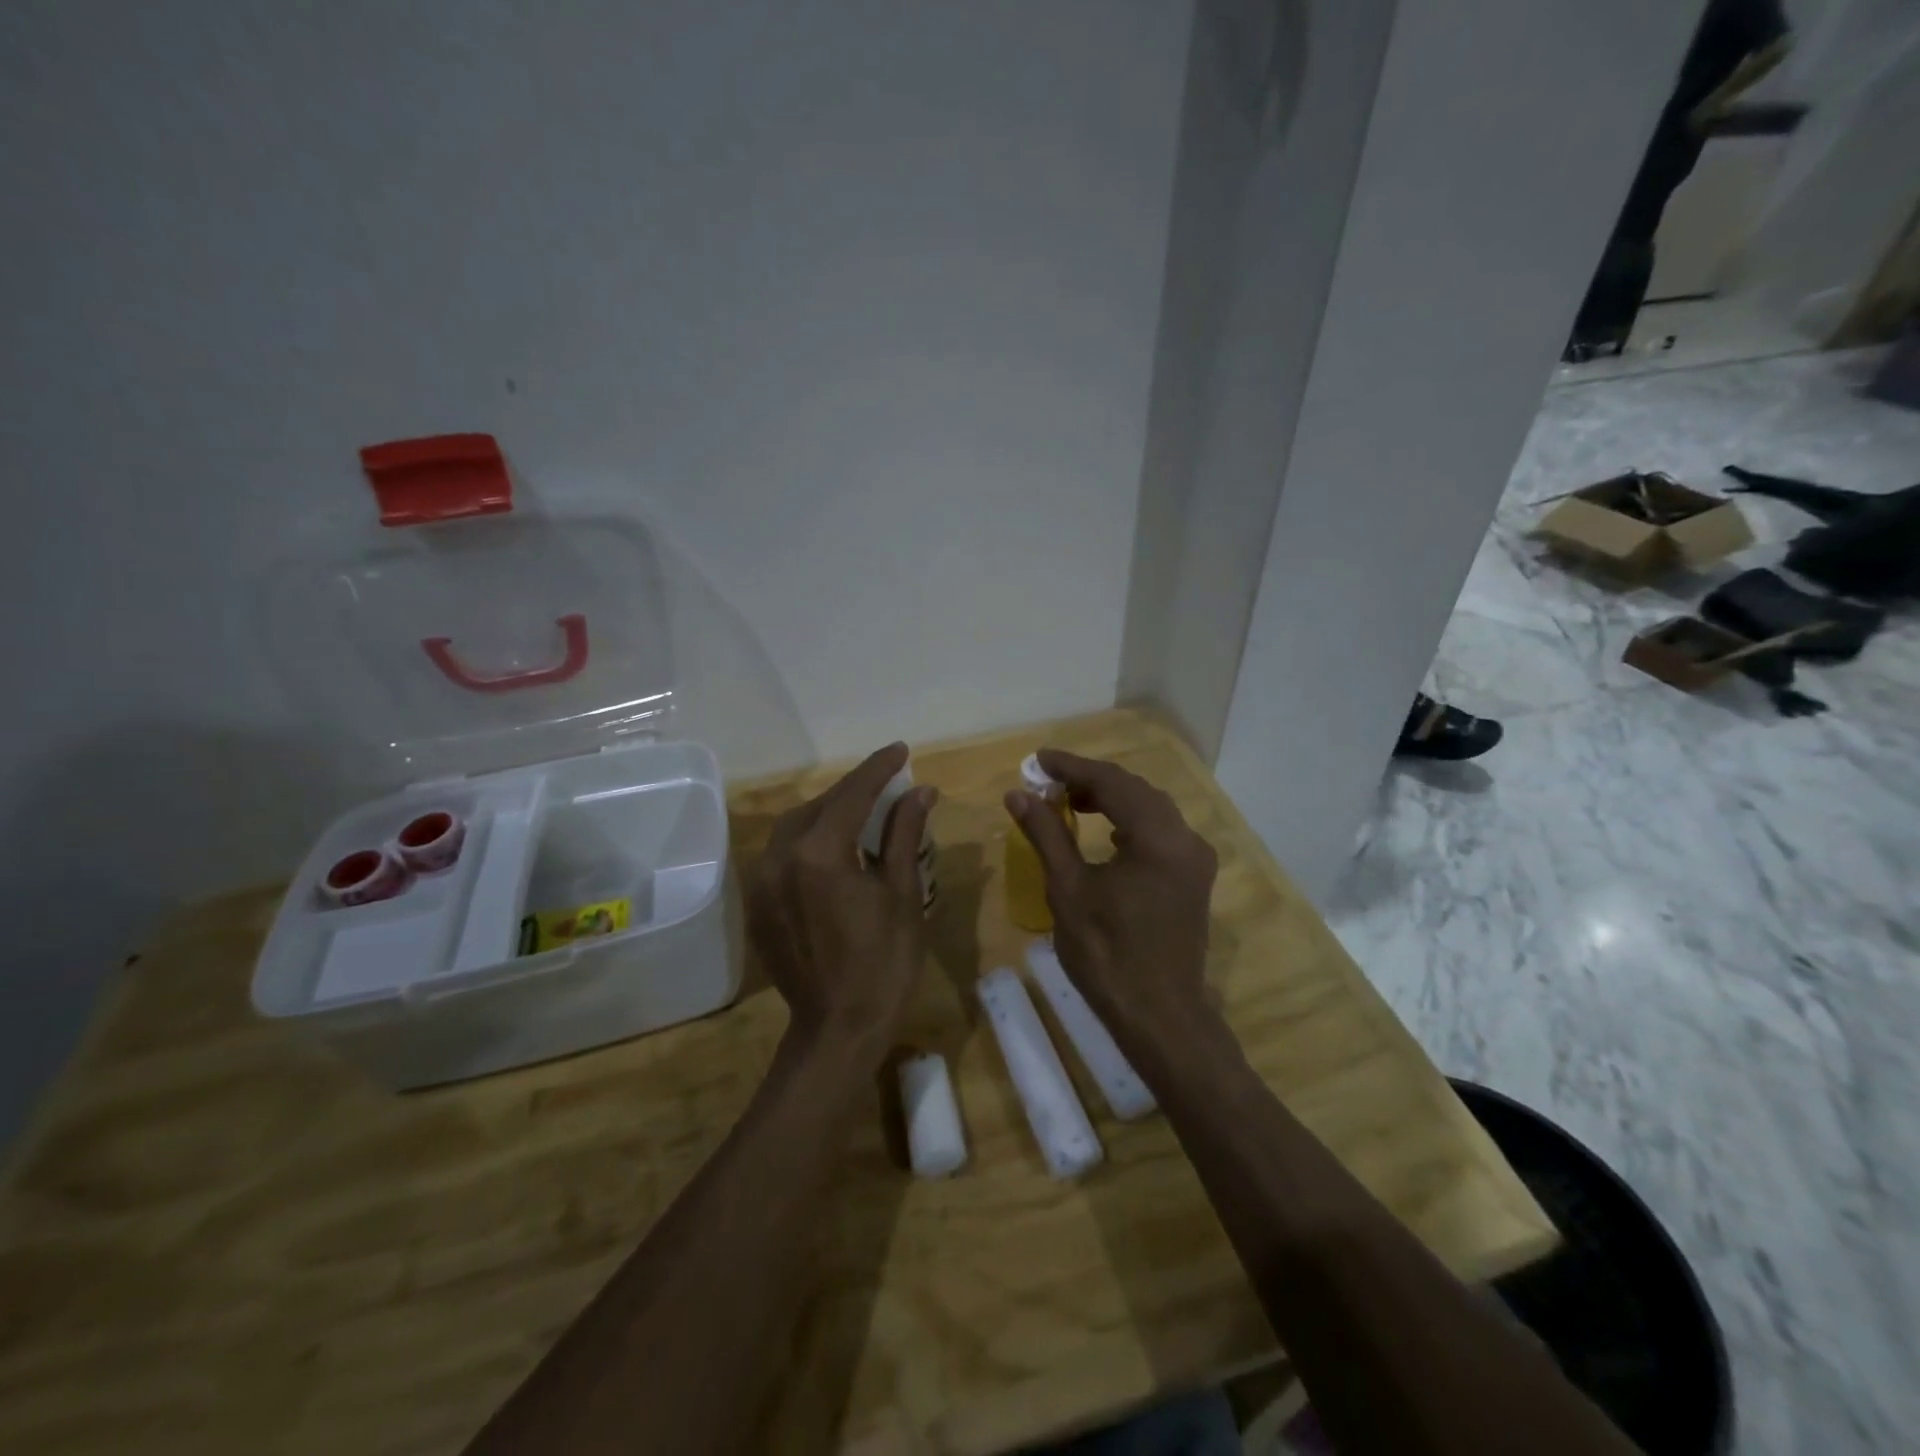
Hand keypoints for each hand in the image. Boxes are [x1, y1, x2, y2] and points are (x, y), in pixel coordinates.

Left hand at [747, 743, 936, 1055]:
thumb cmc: (884, 964)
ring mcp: (762, 881)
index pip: (852, 794)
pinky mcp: (758, 902)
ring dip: (829, 812)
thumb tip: (920, 791)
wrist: (838, 1029)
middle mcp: (780, 857)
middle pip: (820, 806)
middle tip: (888, 781)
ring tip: (863, 810)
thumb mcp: (903, 894)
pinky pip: (782, 853)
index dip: (879, 769)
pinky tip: (834, 846)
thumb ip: (904, 835)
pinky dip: (809, 839)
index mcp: (819, 853)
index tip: (901, 750)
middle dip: (854, 790)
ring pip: (796, 826)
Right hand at [1004, 749, 1217, 1046]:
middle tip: (1049, 782)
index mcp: (1157, 837)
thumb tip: (1019, 794)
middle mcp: (1185, 839)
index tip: (1038, 759)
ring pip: (1151, 809)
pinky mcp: (1195, 878)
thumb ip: (1046, 834)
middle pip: (1135, 790)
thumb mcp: (1068, 890)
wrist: (1160, 1017)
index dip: (1072, 767)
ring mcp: (1195, 859)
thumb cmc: (1107, 955)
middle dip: (1091, 781)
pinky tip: (1107, 835)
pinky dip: (1131, 822)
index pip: (1112, 782)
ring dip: (1112, 799)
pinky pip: (1162, 832)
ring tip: (1071, 803)